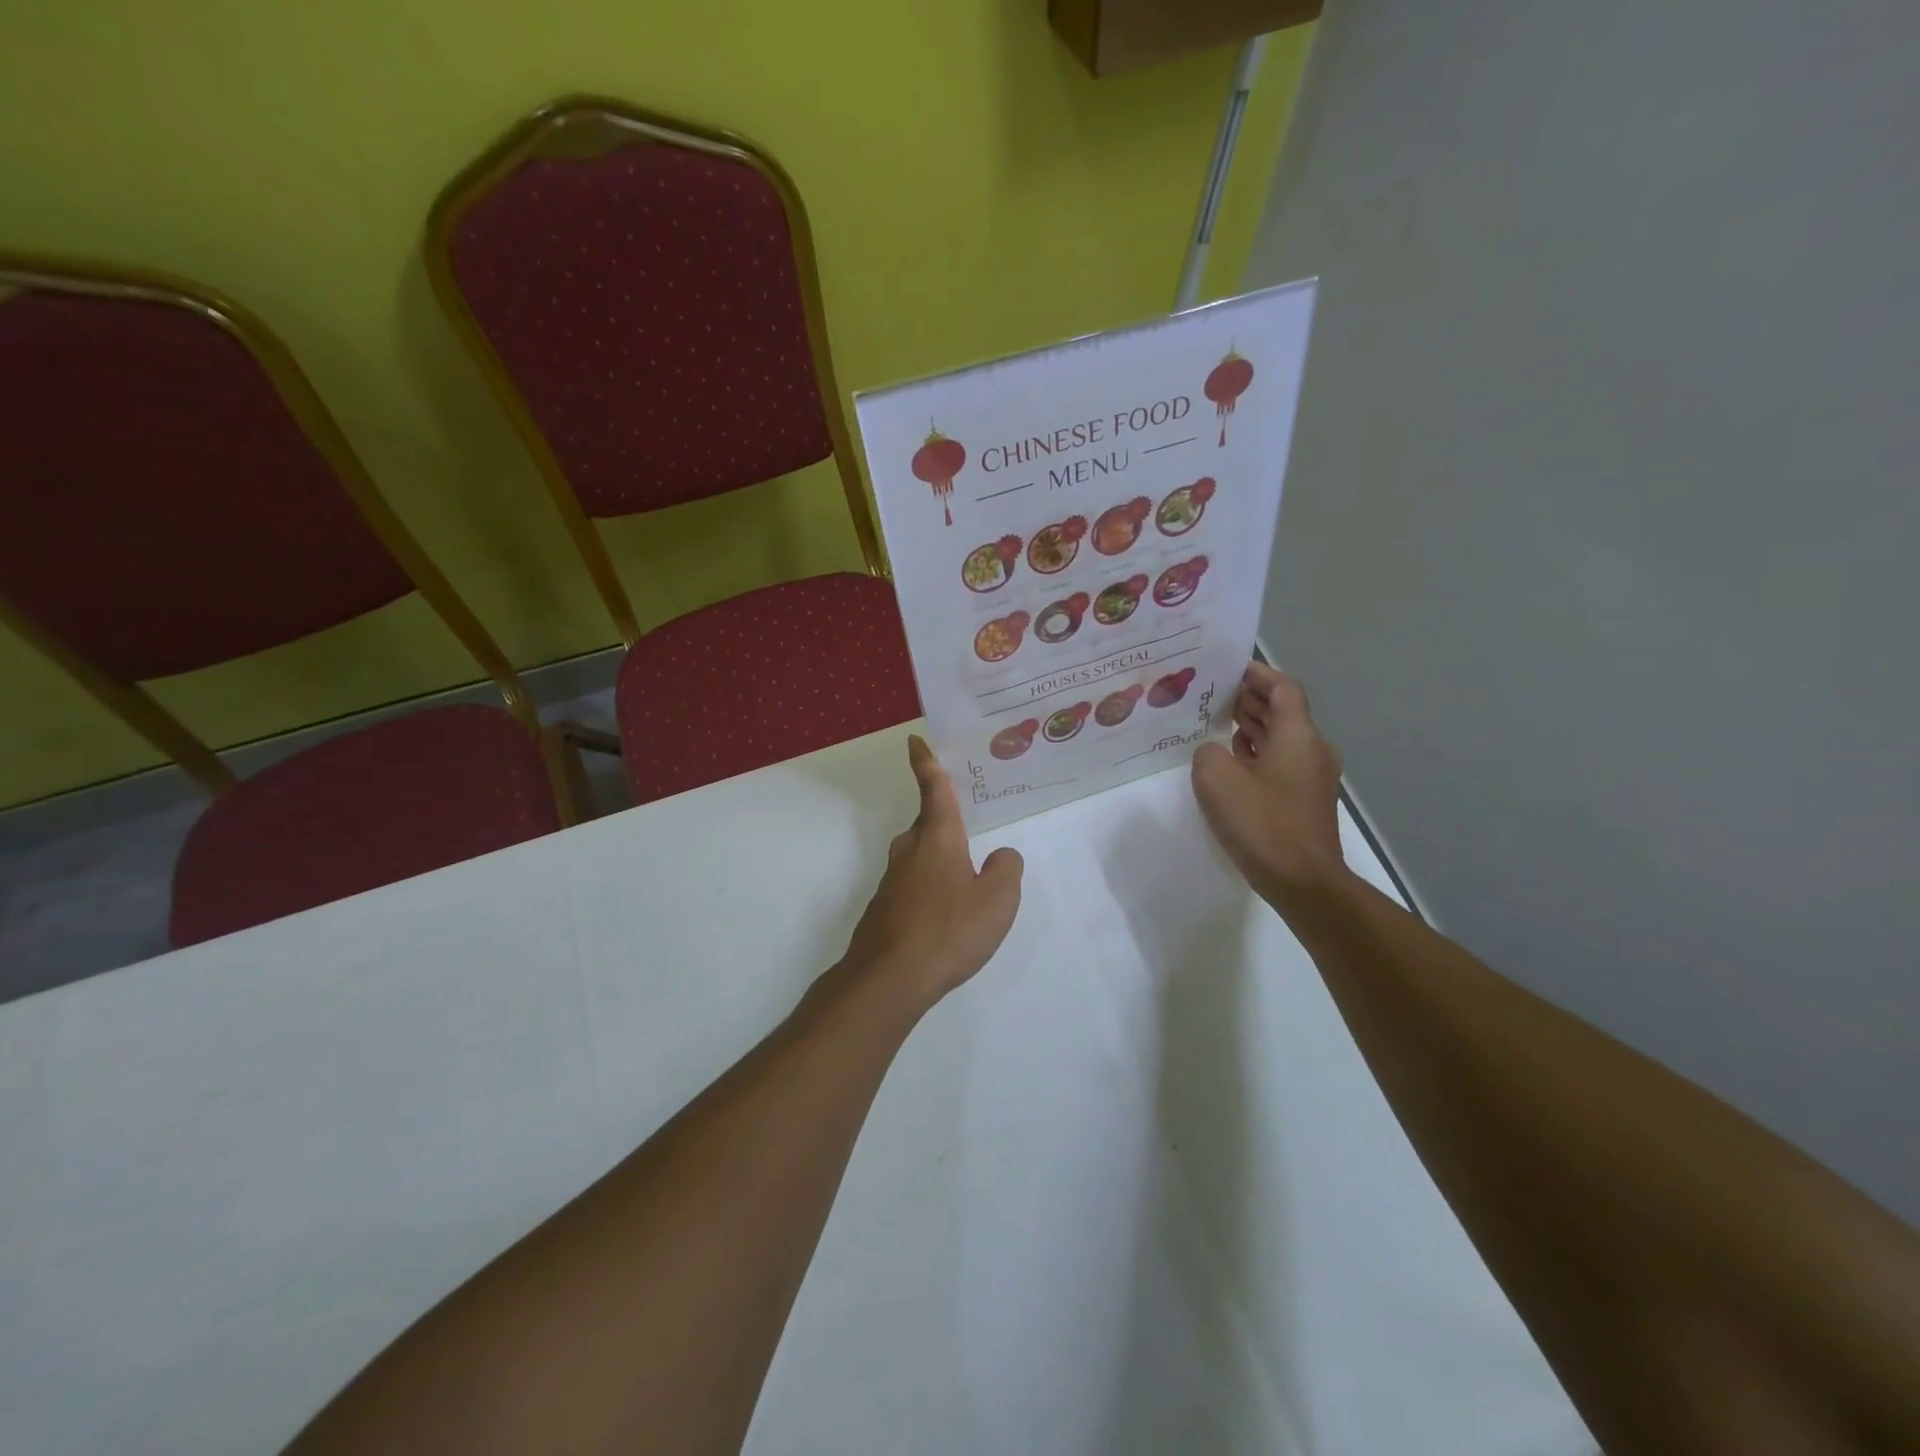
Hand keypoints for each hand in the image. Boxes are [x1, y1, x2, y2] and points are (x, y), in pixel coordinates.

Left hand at [840, 735, 1023, 1008]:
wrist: (889, 979)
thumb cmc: (948, 930)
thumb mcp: (997, 900)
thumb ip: (1006, 871)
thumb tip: (1000, 857)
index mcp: (938, 837)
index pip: (933, 788)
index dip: (927, 762)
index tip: (915, 741)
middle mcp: (910, 850)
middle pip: (928, 824)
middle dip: (945, 821)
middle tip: (968, 823)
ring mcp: (892, 880)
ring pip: (921, 857)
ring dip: (941, 860)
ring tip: (966, 880)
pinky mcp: (884, 908)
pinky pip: (914, 885)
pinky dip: (931, 889)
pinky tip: (946, 917)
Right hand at [1192, 662, 1347, 904]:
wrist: (1303, 882)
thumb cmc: (1262, 823)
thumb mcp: (1217, 779)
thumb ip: (1208, 752)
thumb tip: (1215, 752)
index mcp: (1299, 736)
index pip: (1283, 688)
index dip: (1257, 674)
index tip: (1228, 668)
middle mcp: (1312, 749)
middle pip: (1283, 711)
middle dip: (1250, 698)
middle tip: (1212, 692)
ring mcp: (1312, 777)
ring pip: (1281, 737)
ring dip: (1252, 726)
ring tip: (1215, 720)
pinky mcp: (1305, 800)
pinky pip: (1280, 762)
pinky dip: (1257, 752)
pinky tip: (1231, 760)